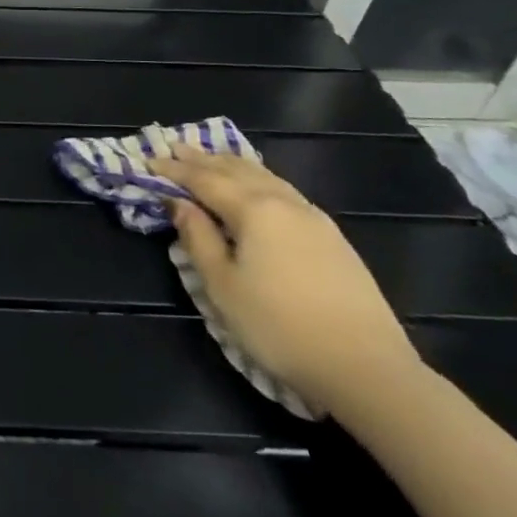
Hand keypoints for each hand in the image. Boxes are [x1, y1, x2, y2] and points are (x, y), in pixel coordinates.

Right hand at [162, 146, 421, 416]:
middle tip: (175, 148)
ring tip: (211, 157)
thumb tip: (179, 203)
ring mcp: (313, 217)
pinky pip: (283, 190)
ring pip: (264, 176)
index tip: (149, 161)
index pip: (204, 180)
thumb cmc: (280, 326)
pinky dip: (258, 178)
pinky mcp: (332, 236)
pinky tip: (256, 185)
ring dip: (232, 164)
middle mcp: (283, 202)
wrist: (367, 368)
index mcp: (253, 209)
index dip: (174, 170)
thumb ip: (197, 238)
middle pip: (235, 170)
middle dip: (202, 159)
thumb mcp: (222, 286)